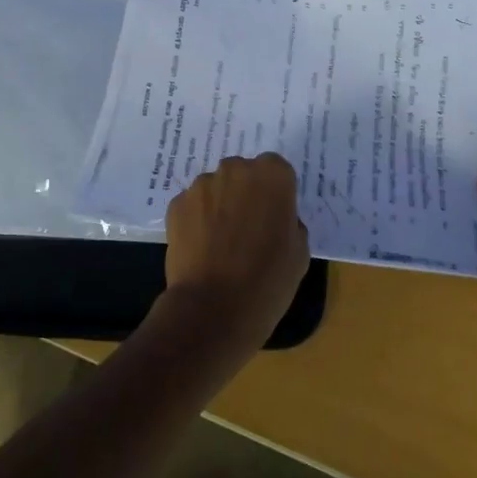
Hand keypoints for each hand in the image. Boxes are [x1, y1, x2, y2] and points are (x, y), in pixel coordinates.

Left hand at [163, 153, 309, 344]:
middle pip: (243, 173)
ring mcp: (202, 185)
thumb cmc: (268, 280)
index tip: (274, 216)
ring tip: (221, 243)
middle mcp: (236, 169)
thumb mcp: (299, 252)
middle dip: (245, 193)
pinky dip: (197, 220)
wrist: (214, 308)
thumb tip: (274, 220)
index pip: (276, 169)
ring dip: (220, 205)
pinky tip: (202, 249)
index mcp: (272, 175)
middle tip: (248, 228)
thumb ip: (289, 223)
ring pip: (215, 188)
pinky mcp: (177, 204)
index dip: (275, 192)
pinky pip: (193, 206)